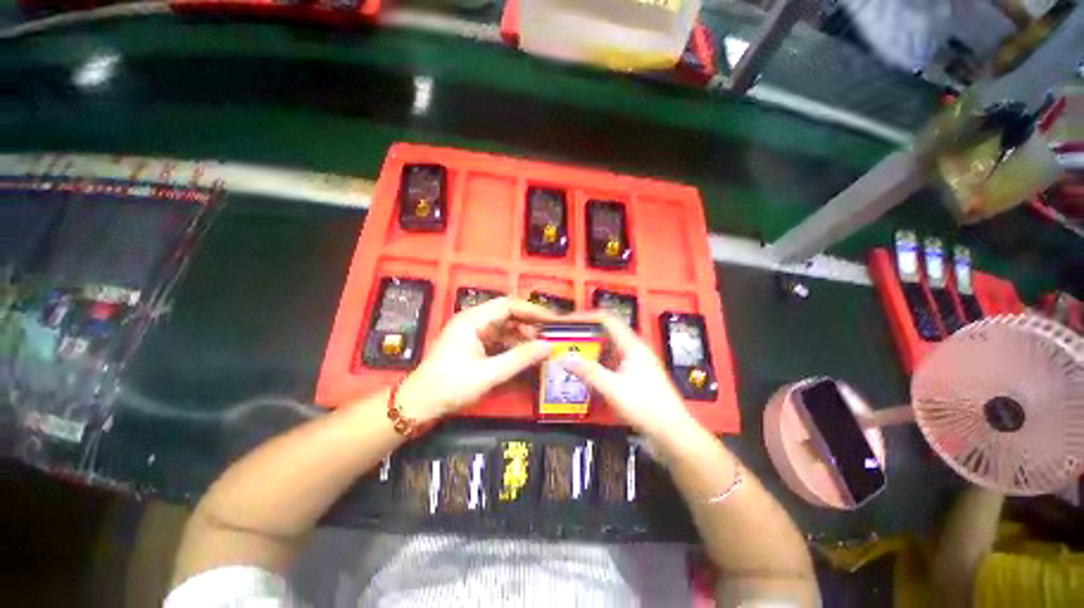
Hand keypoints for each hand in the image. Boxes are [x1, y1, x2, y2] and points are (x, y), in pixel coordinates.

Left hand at [397, 297, 557, 421]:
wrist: (419, 404)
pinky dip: (513, 343)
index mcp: (473, 320)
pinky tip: (525, 353)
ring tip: (541, 345)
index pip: (509, 305)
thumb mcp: (489, 374)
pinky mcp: (473, 344)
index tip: (553, 320)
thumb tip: (548, 346)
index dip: (533, 310)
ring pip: (504, 325)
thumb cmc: (450, 386)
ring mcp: (472, 332)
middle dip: (530, 321)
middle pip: (507, 313)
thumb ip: (520, 358)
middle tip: (550, 332)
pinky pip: (498, 337)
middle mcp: (473, 320)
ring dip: (522, 334)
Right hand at [562, 312, 698, 441]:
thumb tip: (564, 359)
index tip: (568, 321)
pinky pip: (614, 362)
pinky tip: (589, 373)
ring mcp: (638, 362)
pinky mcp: (637, 375)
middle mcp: (635, 349)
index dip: (587, 317)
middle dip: (587, 334)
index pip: (607, 320)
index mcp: (632, 345)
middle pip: (608, 332)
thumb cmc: (643, 405)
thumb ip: (588, 371)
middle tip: (567, 339)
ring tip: (573, 354)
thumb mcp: (611, 388)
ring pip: (610, 348)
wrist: (672, 431)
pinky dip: (600, 363)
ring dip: (592, 350)